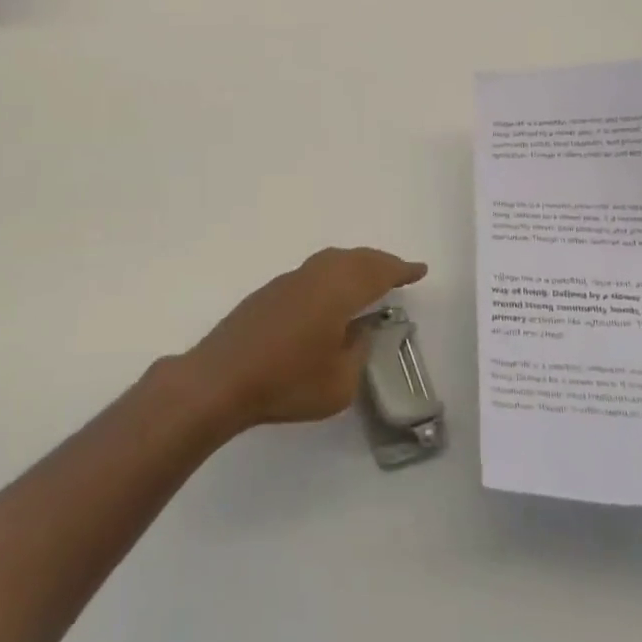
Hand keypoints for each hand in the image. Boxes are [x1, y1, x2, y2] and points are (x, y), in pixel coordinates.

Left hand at [181, 246, 427, 433]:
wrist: (221, 378)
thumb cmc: (286, 382)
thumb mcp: (339, 383)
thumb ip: (357, 352)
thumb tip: (360, 331)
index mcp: (338, 291)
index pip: (378, 272)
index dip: (401, 269)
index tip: (419, 270)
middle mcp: (316, 276)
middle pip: (355, 258)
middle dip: (380, 262)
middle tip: (399, 271)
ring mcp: (290, 280)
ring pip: (332, 261)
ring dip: (355, 265)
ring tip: (369, 280)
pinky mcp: (270, 292)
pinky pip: (314, 272)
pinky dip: (333, 275)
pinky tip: (330, 296)